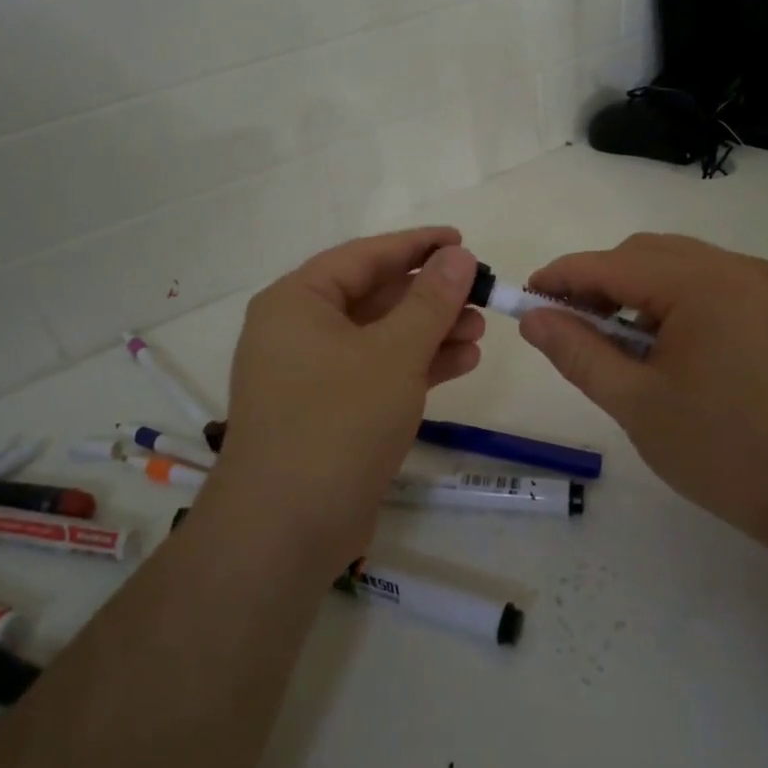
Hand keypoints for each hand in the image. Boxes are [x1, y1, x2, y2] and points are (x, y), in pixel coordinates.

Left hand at [208, 228, 483, 567]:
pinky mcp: (330, 411)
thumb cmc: (338, 421)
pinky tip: (463, 362)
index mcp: (297, 301)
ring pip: (380, 337)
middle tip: (481, 293)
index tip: (462, 240)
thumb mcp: (394, 354)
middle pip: (374, 296)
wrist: (287, 528)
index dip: (416, 246)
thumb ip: (430, 301)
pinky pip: (377, 372)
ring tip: (481, 330)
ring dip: (430, 331)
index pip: (364, 256)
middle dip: (430, 295)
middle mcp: (298, 331)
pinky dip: (417, 365)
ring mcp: (312, 374)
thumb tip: (459, 256)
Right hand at [519, 233, 767, 550]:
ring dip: (634, 293)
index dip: (561, 277)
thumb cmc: (724, 451)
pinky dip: (670, 304)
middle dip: (598, 283)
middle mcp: (736, 268)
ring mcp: (762, 287)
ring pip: (676, 267)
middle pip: (645, 255)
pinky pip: (706, 287)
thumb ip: (577, 352)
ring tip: (613, 344)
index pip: (612, 263)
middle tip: (566, 327)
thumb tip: (533, 318)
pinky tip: (660, 348)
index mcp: (703, 283)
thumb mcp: (635, 403)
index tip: (524, 299)